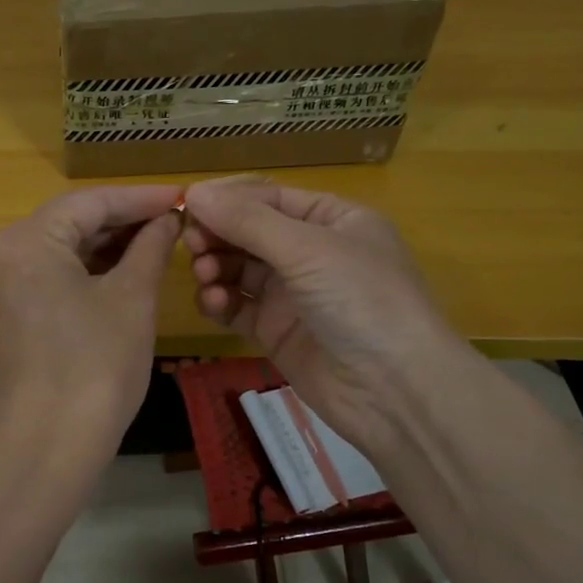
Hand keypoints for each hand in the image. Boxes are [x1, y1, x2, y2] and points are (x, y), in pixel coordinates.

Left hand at [0, 184, 183, 464]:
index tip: (180, 196)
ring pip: (65, 249)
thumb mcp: (132, 298)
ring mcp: (4, 285)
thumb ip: (150, 247)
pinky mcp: (12, 312)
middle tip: (175, 220)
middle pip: (73, 221)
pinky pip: (55, 275)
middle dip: (125, 220)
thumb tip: (167, 220)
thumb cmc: (96, 365)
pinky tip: (127, 270)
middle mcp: (6, 253)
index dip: (140, 198)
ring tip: (159, 242)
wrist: (50, 444)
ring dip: (110, 245)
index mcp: (29, 240)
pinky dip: (90, 270)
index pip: (91, 201)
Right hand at [182, 179, 459, 461]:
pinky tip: (214, 304)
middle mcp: (312, 252)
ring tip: (205, 277)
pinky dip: (221, 302)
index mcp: (333, 219)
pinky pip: (238, 307)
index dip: (228, 199)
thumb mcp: (308, 249)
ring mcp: (293, 293)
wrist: (394, 391)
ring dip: (216, 268)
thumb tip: (194, 191)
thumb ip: (248, 221)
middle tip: (191, 244)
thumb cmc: (361, 300)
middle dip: (218, 235)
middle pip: (250, 232)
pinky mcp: (277, 331)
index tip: (187, 204)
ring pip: (239, 269)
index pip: (269, 198)